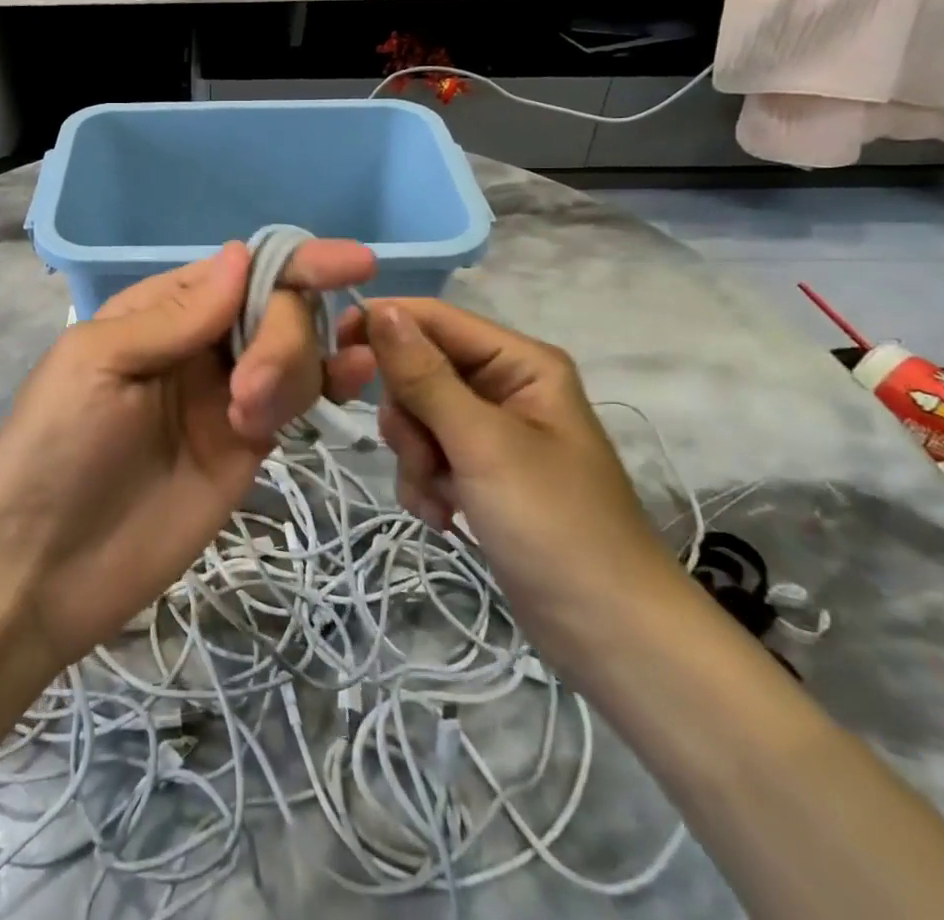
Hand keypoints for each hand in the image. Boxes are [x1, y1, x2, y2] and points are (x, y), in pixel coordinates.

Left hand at [0, 240, 376, 668]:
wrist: (45, 567)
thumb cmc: (56, 448)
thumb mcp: (99, 363)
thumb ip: (176, 315)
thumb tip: (241, 253)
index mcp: (161, 311)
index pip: (239, 271)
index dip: (296, 261)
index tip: (355, 261)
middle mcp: (201, 343)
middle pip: (276, 309)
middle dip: (282, 337)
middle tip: (249, 394)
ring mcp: (229, 395)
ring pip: (295, 353)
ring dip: (293, 370)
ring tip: (251, 421)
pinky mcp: (249, 445)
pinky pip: (299, 402)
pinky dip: (327, 386)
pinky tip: (350, 384)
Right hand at [357, 299, 688, 667]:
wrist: (609, 635)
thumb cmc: (554, 524)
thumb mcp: (481, 443)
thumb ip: (424, 375)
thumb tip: (379, 308)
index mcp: (519, 362)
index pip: (435, 319)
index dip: (384, 325)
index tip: (334, 348)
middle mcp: (504, 387)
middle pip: (419, 370)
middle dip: (410, 418)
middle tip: (424, 456)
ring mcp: (490, 433)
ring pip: (416, 418)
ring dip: (415, 459)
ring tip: (442, 498)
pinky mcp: (479, 473)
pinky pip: (426, 456)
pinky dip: (425, 485)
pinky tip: (445, 517)